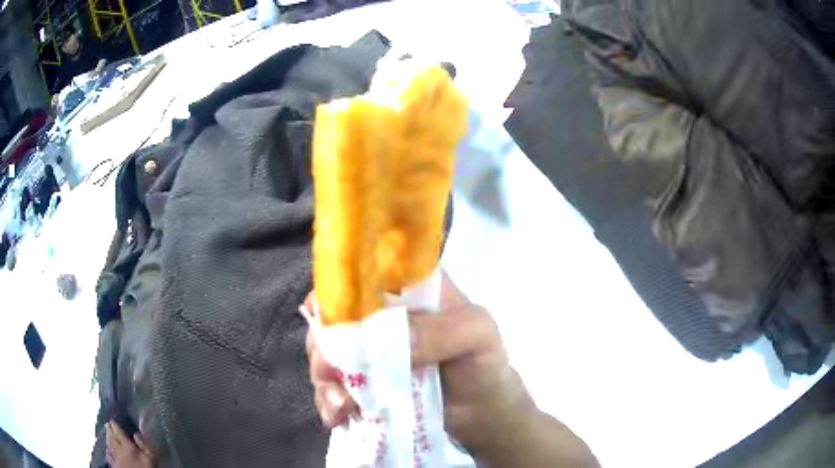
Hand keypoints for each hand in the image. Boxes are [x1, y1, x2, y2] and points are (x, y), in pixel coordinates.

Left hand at [105, 421, 154, 467]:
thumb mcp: (150, 458)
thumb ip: (144, 445)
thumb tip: (136, 433)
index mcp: (127, 446)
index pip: (118, 432)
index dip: (115, 425)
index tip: (112, 420)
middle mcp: (118, 450)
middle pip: (111, 438)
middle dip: (109, 431)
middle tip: (108, 425)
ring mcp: (115, 459)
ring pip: (108, 446)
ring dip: (107, 439)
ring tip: (107, 435)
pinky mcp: (114, 466)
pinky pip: (108, 456)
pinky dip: (107, 451)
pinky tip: (107, 451)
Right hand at [304, 272, 536, 456]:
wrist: (480, 409)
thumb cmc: (482, 361)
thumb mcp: (476, 335)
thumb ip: (441, 332)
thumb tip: (386, 341)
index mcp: (405, 285)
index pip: (359, 272)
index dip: (337, 292)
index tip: (332, 324)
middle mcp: (378, 312)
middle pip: (332, 315)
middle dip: (324, 347)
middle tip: (331, 375)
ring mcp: (367, 348)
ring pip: (325, 351)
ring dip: (325, 380)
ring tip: (342, 407)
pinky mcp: (362, 379)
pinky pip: (332, 385)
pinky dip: (328, 401)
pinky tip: (339, 417)